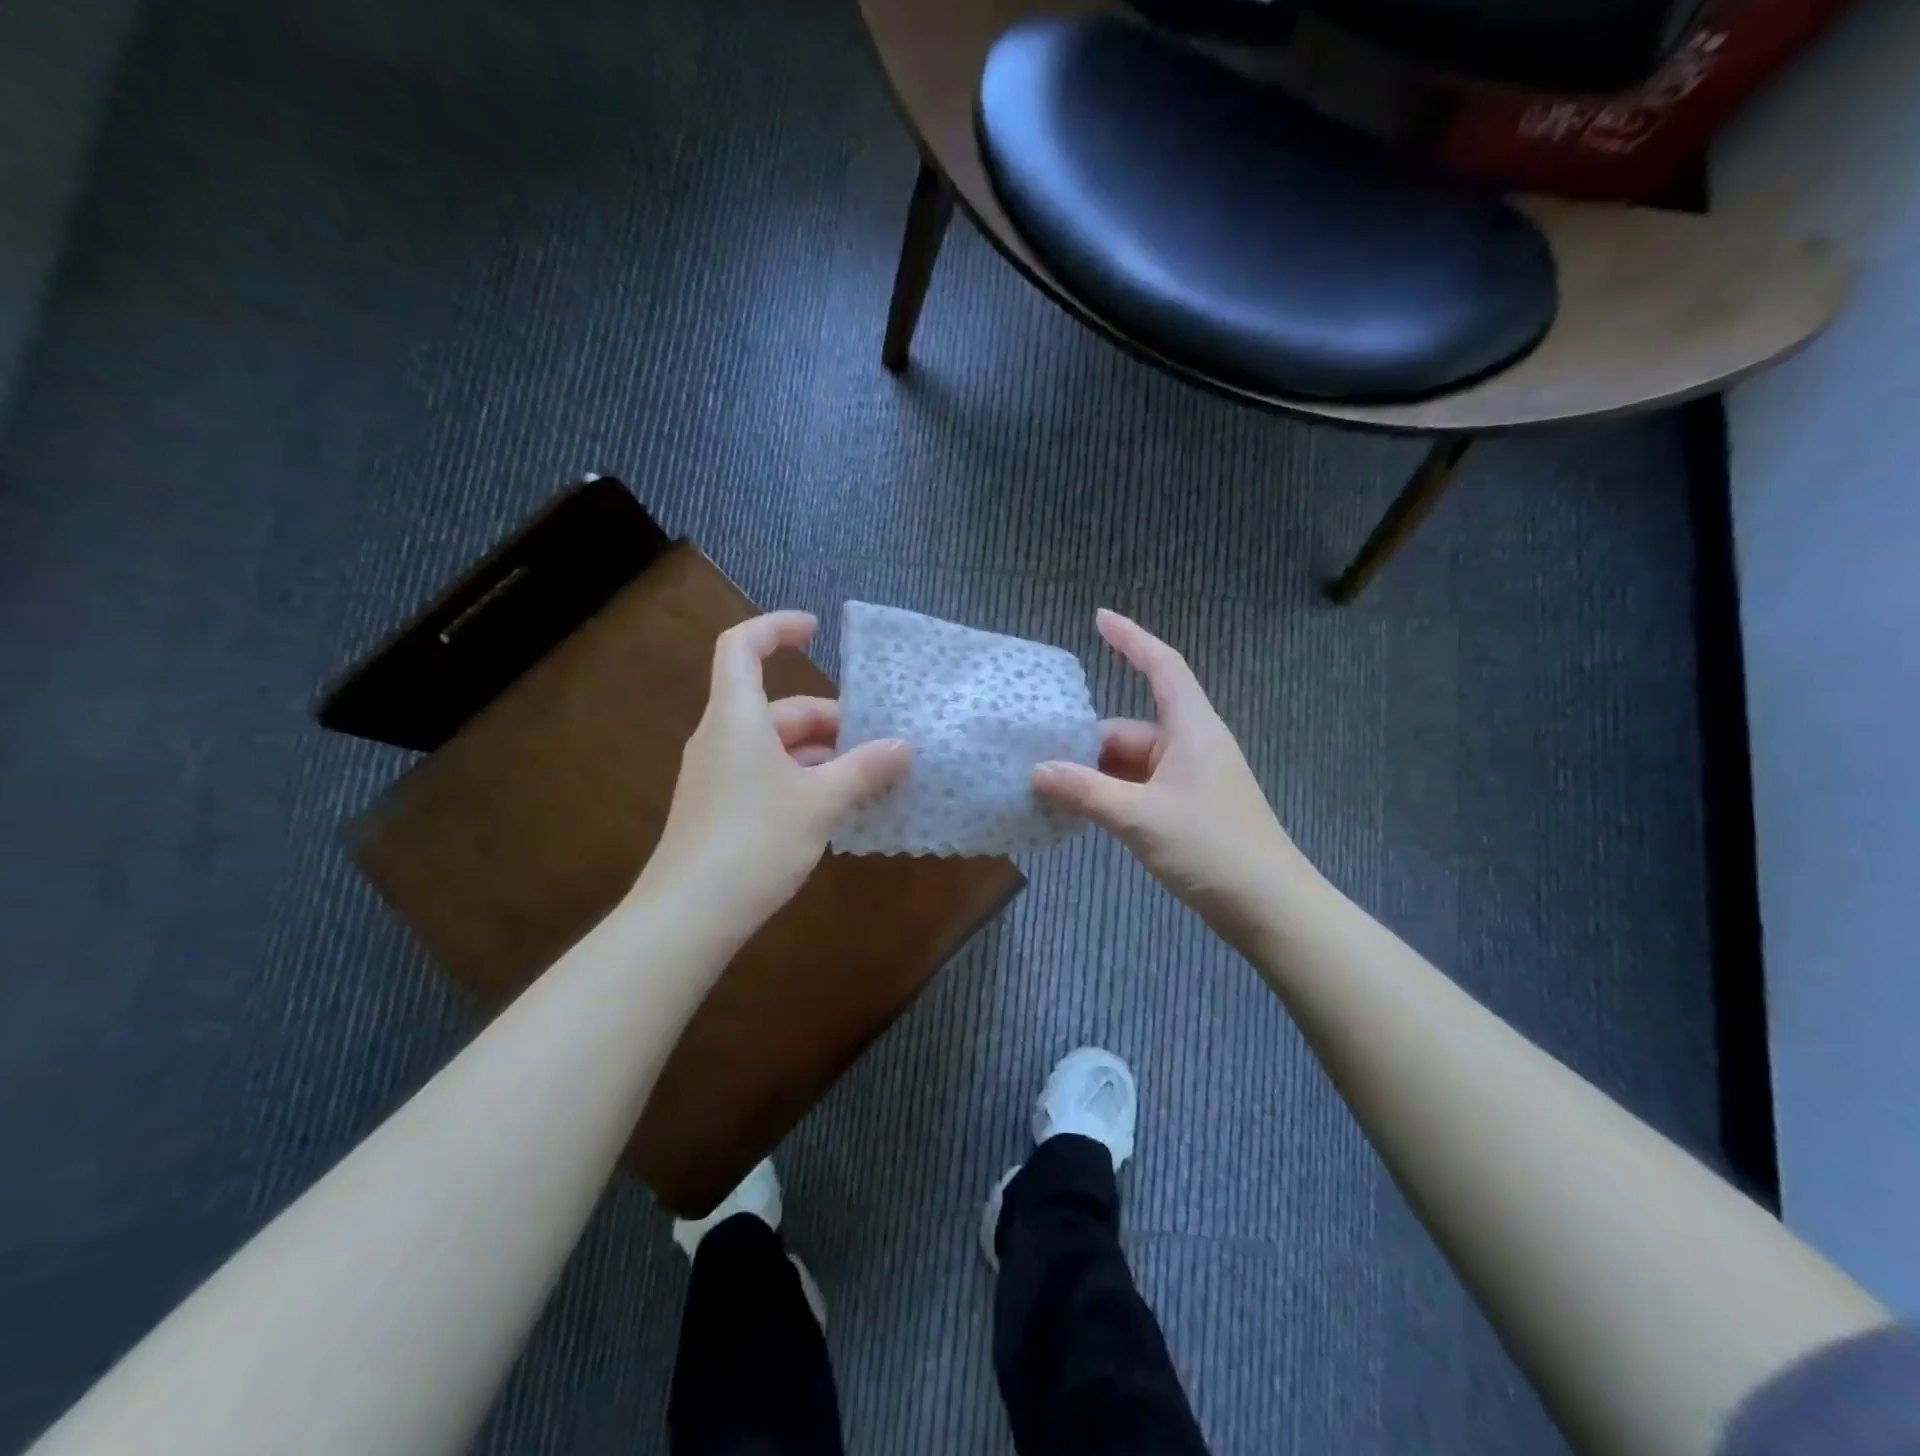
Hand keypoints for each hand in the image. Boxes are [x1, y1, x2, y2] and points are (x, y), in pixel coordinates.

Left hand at [646, 611, 910, 928]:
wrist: (689, 914)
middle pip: (778, 708)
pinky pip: (767, 776)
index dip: (776, 628)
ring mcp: (718, 775)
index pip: (743, 647)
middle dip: (830, 721)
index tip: (816, 631)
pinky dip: (803, 780)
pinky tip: (834, 810)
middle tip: (878, 746)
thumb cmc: (754, 841)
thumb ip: (865, 769)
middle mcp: (722, 737)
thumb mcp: (821, 802)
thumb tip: (904, 747)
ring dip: (822, 756)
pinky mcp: (720, 808)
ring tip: (867, 781)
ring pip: (777, 747)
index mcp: (736, 718)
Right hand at [1032, 610, 1310, 943]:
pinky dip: (1111, 795)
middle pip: (1131, 727)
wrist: (1269, 908)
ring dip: (1096, 774)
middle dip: (1087, 741)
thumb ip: (1085, 792)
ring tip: (1049, 787)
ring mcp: (1191, 780)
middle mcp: (1192, 746)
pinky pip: (1140, 789)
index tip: (1098, 618)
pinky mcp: (1188, 810)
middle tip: (1038, 755)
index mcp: (1192, 729)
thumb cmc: (1211, 847)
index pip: (1162, 667)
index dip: (1131, 639)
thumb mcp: (1140, 817)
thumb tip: (1037, 771)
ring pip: (1132, 763)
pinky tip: (1080, 811)